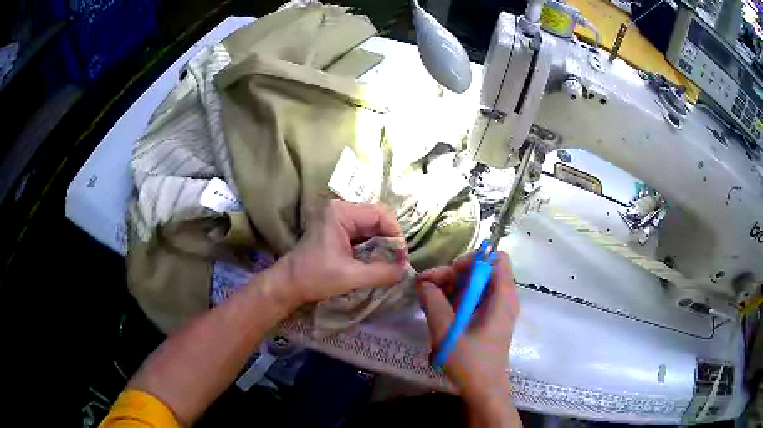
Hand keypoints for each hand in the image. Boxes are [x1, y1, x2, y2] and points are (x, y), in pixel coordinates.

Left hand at [278, 200, 406, 309]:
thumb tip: (405, 271)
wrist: (289, 284)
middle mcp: (340, 209)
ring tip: (392, 262)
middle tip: (399, 261)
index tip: (402, 256)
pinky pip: (363, 233)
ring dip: (382, 243)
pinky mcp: (337, 229)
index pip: (380, 214)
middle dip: (390, 239)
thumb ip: (381, 272)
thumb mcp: (351, 276)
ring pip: (371, 226)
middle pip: (377, 218)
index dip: (395, 234)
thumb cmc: (315, 277)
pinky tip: (378, 260)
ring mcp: (338, 218)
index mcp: (341, 212)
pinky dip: (373, 246)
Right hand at [416, 252, 519, 406]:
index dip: (473, 260)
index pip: (496, 259)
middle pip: (481, 270)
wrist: (484, 389)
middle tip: (427, 285)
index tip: (451, 274)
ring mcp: (497, 308)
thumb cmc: (470, 363)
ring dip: (451, 286)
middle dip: (454, 273)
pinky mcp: (489, 318)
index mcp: (502, 298)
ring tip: (426, 297)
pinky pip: (473, 298)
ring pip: (475, 283)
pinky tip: (437, 308)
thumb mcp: (447, 333)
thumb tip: (424, 283)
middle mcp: (503, 298)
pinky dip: (455, 298)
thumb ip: (434, 304)